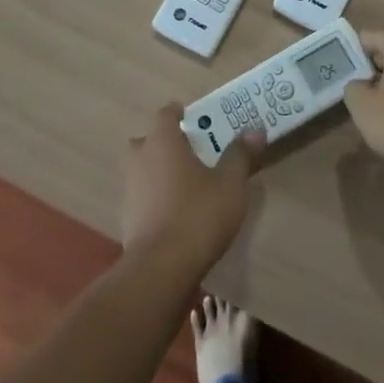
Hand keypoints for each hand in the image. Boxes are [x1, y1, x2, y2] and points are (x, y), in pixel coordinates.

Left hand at [121, 103, 261, 273]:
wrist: (161, 269)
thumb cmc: (198, 213)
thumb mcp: (230, 182)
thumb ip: (240, 154)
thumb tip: (255, 130)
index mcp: (162, 141)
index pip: (165, 114)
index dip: (179, 113)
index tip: (195, 117)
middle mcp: (140, 159)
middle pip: (149, 141)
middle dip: (167, 143)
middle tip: (193, 151)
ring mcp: (130, 190)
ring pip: (144, 169)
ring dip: (161, 171)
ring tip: (189, 183)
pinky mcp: (128, 220)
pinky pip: (144, 196)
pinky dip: (158, 197)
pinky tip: (178, 212)